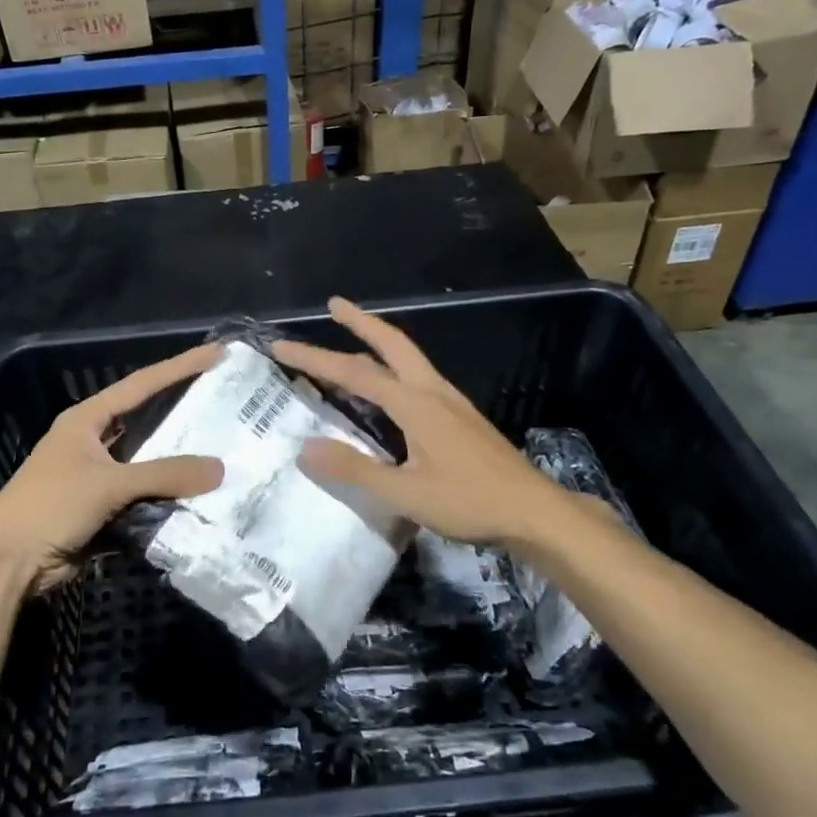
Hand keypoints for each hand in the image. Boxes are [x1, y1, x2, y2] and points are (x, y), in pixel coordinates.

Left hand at [0, 343, 224, 590]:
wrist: (8, 561)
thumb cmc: (51, 506)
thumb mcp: (110, 483)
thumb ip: (165, 475)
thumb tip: (220, 469)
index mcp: (87, 420)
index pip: (142, 384)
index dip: (180, 367)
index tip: (217, 353)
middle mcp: (94, 441)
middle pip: (148, 421)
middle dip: (185, 413)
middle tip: (228, 403)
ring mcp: (98, 476)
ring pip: (149, 462)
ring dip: (180, 462)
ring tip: (225, 450)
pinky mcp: (103, 508)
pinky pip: (145, 496)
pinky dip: (168, 496)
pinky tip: (201, 495)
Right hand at [272, 298, 567, 547]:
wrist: (535, 512)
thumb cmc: (470, 502)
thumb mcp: (406, 493)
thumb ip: (355, 469)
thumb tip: (304, 448)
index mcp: (416, 404)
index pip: (355, 373)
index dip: (315, 358)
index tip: (281, 346)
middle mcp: (433, 392)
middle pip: (392, 344)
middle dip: (360, 322)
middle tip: (334, 304)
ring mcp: (451, 402)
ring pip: (408, 358)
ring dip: (378, 341)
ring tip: (353, 337)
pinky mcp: (461, 417)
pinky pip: (418, 377)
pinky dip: (393, 366)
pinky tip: (390, 386)